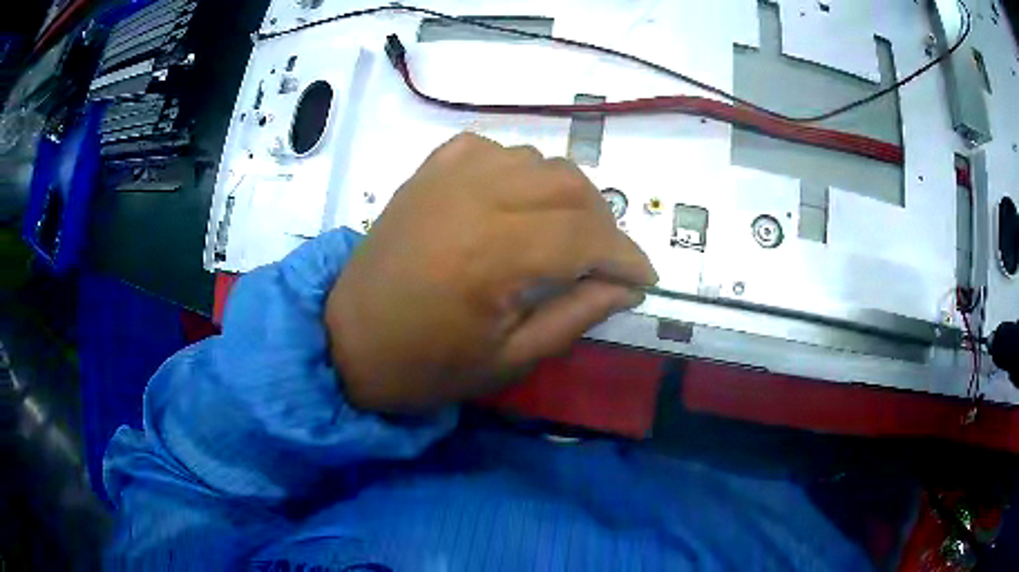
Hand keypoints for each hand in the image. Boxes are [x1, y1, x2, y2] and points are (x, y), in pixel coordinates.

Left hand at [325, 132, 656, 412]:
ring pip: (536, 160)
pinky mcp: (427, 172)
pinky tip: (516, 199)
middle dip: (604, 224)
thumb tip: (627, 287)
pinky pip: (491, 149)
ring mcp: (446, 177)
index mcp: (491, 256)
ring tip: (567, 233)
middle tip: (607, 262)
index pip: (586, 238)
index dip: (627, 257)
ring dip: (566, 194)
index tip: (646, 279)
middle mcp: (473, 199)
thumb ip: (576, 316)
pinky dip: (518, 169)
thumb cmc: (425, 366)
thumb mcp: (509, 360)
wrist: (347, 341)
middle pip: (569, 186)